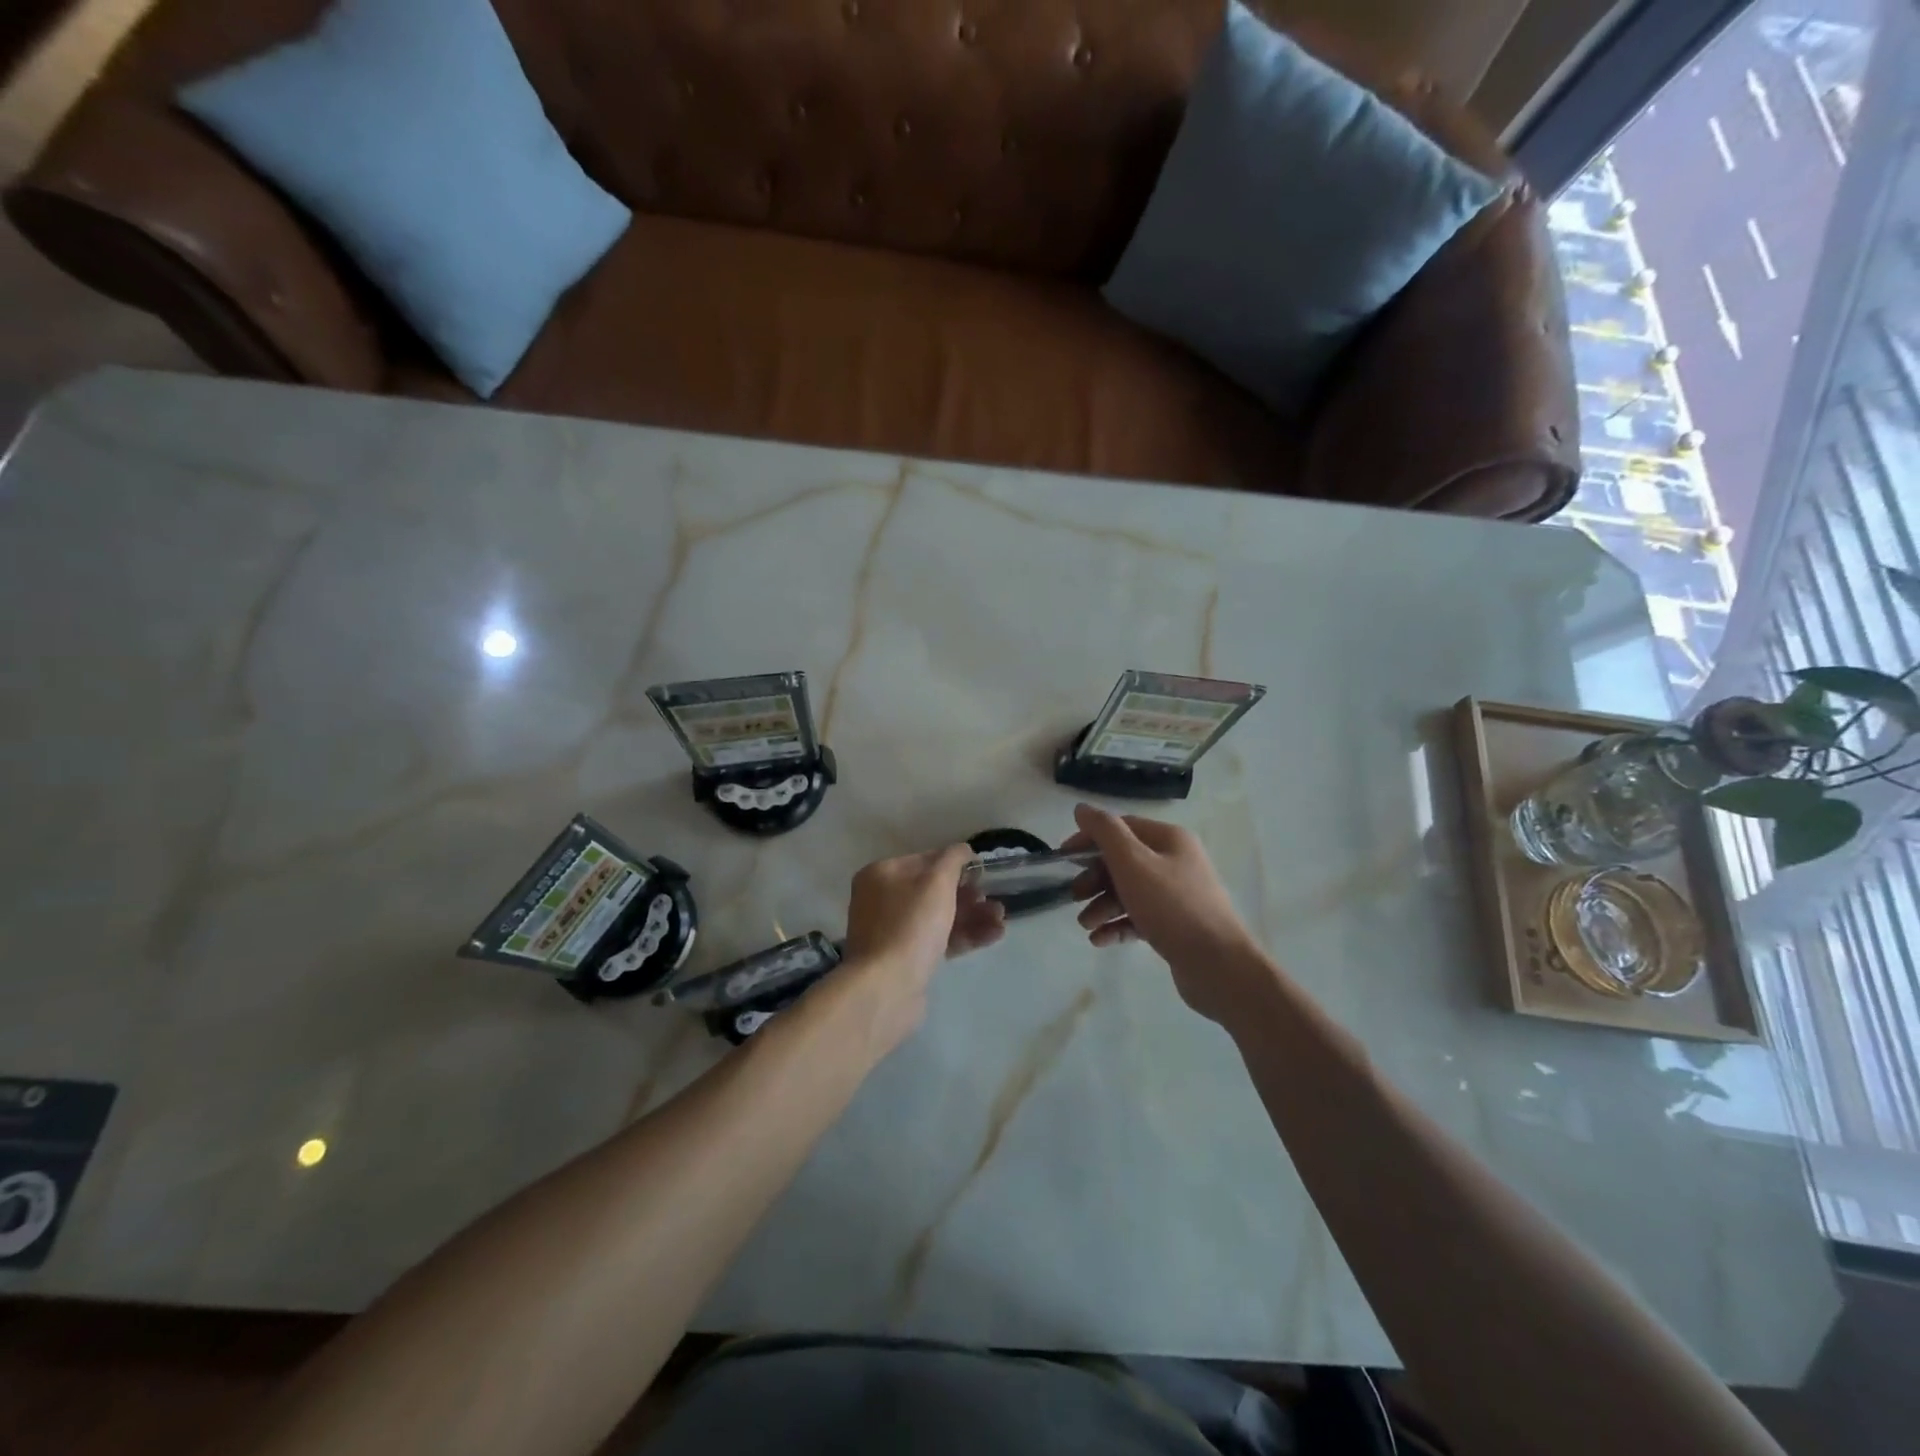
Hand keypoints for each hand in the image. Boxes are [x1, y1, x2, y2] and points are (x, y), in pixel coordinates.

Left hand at [842, 842, 1006, 997]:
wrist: (887, 987)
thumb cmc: (911, 925)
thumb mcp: (937, 882)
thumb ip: (953, 859)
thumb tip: (963, 850)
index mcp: (882, 874)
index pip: (925, 860)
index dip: (956, 864)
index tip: (983, 873)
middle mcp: (882, 900)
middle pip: (933, 890)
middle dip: (969, 894)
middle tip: (995, 901)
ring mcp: (892, 932)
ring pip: (939, 917)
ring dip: (972, 916)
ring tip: (1001, 920)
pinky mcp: (905, 960)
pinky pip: (938, 940)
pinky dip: (964, 936)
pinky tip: (993, 935)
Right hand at [1063, 804, 1268, 1023]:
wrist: (1218, 966)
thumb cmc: (1172, 906)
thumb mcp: (1133, 862)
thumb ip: (1105, 832)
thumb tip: (1082, 809)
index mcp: (1169, 839)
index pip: (1121, 828)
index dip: (1089, 839)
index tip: (1063, 859)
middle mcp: (1175, 862)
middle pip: (1123, 861)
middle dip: (1094, 878)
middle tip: (1073, 896)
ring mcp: (1177, 896)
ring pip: (1130, 892)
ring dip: (1102, 905)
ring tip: (1085, 925)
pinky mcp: (1176, 926)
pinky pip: (1140, 918)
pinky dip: (1118, 926)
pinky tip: (1100, 940)